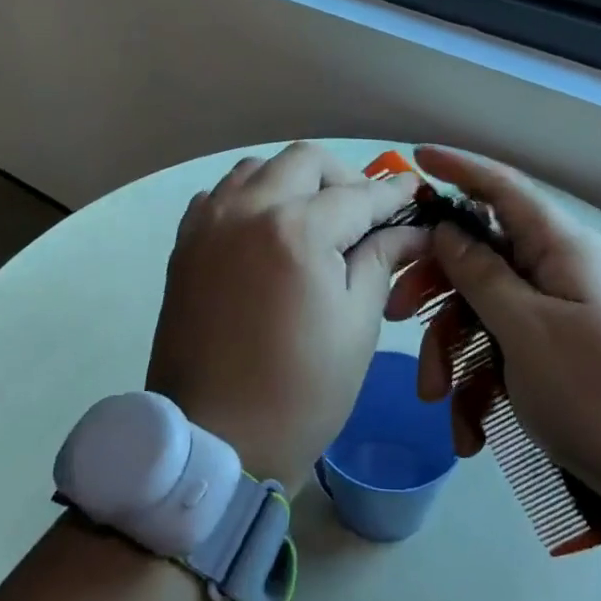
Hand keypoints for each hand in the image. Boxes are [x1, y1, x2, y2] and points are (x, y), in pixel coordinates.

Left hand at [147, 143, 428, 492]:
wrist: (214, 439)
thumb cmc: (300, 391)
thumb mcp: (356, 325)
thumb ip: (381, 260)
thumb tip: (412, 229)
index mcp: (296, 231)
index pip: (357, 195)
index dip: (393, 193)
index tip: (415, 191)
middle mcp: (246, 210)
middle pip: (304, 161)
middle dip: (342, 178)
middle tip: (363, 213)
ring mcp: (208, 223)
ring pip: (258, 168)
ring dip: (293, 181)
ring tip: (314, 220)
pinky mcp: (185, 243)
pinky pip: (222, 195)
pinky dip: (251, 198)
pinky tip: (267, 232)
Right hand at [385, 146, 600, 524]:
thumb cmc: (594, 391)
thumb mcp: (523, 330)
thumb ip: (479, 273)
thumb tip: (445, 229)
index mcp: (560, 247)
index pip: (502, 187)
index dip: (458, 168)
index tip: (414, 159)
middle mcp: (557, 268)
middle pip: (480, 253)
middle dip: (436, 285)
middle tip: (397, 313)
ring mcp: (556, 310)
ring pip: (482, 307)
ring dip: (452, 349)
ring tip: (437, 398)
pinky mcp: (553, 349)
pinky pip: (500, 346)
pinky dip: (479, 381)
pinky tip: (470, 428)